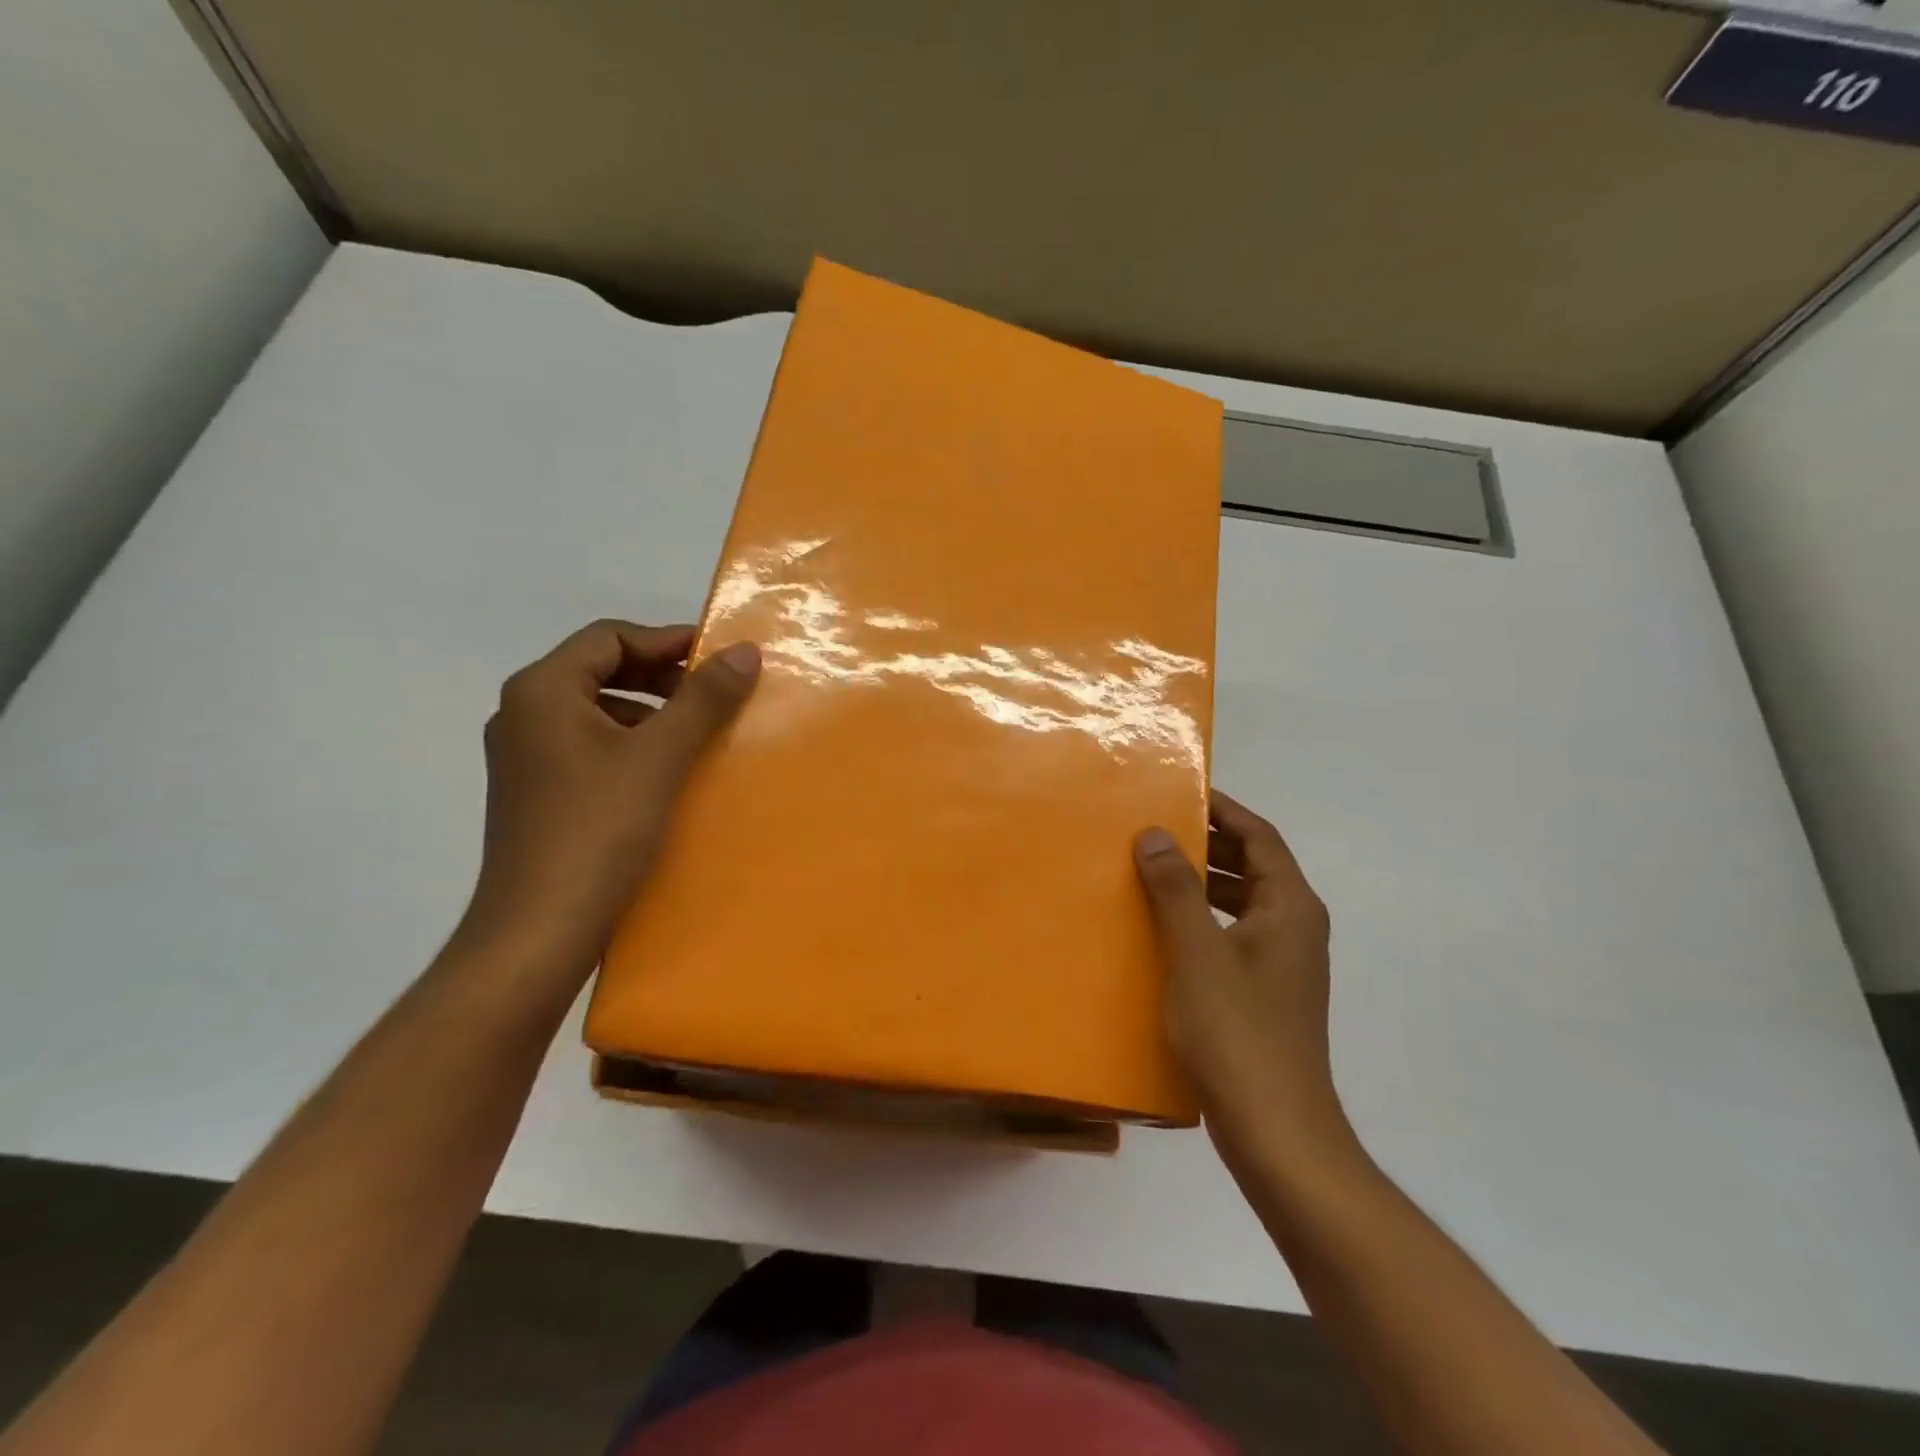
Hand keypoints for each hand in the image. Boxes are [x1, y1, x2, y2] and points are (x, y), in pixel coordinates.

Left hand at [461, 620, 759, 972]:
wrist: (539, 930)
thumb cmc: (599, 830)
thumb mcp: (660, 757)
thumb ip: (703, 699)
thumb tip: (743, 650)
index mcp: (543, 691)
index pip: (609, 636)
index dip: (667, 639)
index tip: (718, 656)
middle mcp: (524, 714)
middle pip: (600, 669)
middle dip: (661, 675)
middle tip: (713, 693)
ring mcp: (525, 757)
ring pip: (597, 711)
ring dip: (650, 711)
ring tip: (697, 733)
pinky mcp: (537, 794)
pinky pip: (590, 747)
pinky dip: (632, 745)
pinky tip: (665, 773)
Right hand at [1134, 792, 1354, 1171]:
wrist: (1277, 1133)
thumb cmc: (1238, 1034)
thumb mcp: (1197, 953)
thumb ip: (1176, 888)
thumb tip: (1155, 833)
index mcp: (1291, 908)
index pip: (1260, 837)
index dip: (1223, 810)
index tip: (1181, 793)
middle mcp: (1295, 928)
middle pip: (1254, 866)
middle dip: (1208, 844)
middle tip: (1154, 829)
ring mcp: (1283, 964)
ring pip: (1242, 902)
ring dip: (1202, 882)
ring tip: (1151, 871)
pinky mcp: (1266, 993)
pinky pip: (1232, 935)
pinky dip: (1202, 919)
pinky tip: (1163, 930)